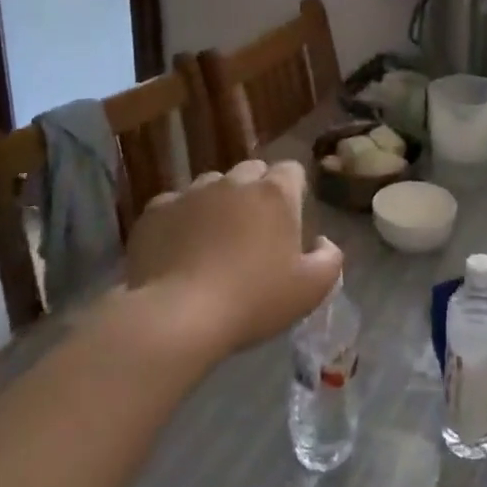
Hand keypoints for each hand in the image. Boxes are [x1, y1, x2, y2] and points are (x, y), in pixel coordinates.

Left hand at [116, 159, 342, 366]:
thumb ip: (330, 258)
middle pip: (252, 171)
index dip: (294, 191)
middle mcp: (234, 181)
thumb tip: (323, 241)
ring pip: (212, 185)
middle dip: (257, 192)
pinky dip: (181, 219)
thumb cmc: (253, 300)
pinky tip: (179, 249)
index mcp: (274, 193)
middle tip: (254, 231)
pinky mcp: (156, 210)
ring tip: (214, 239)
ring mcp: (191, 192)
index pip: (292, 170)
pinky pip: (175, 205)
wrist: (177, 316)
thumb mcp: (311, 289)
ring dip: (218, 203)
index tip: (290, 220)